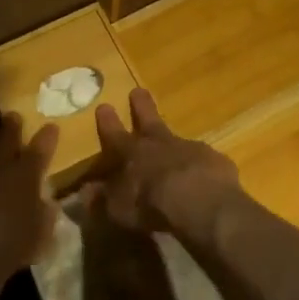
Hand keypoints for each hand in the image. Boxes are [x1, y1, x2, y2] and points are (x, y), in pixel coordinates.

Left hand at [0, 113, 58, 278]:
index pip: (38, 153)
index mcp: (24, 177)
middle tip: (11, 117)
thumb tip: (46, 208)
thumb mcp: (42, 232)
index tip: (50, 126)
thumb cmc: (18, 241)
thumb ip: (44, 218)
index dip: (45, 140)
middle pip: (4, 146)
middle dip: (9, 132)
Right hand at [81, 88, 241, 241]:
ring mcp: (189, 148)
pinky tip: (204, 180)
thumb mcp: (118, 209)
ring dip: (174, 144)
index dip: (108, 122)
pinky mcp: (214, 160)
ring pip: (178, 139)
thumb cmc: (151, 204)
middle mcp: (159, 143)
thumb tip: (84, 194)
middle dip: (141, 106)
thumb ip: (101, 200)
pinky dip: (201, 167)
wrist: (200, 202)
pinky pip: (204, 161)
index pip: (115, 134)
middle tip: (138, 91)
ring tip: (176, 150)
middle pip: (148, 119)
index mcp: (132, 153)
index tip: (104, 105)